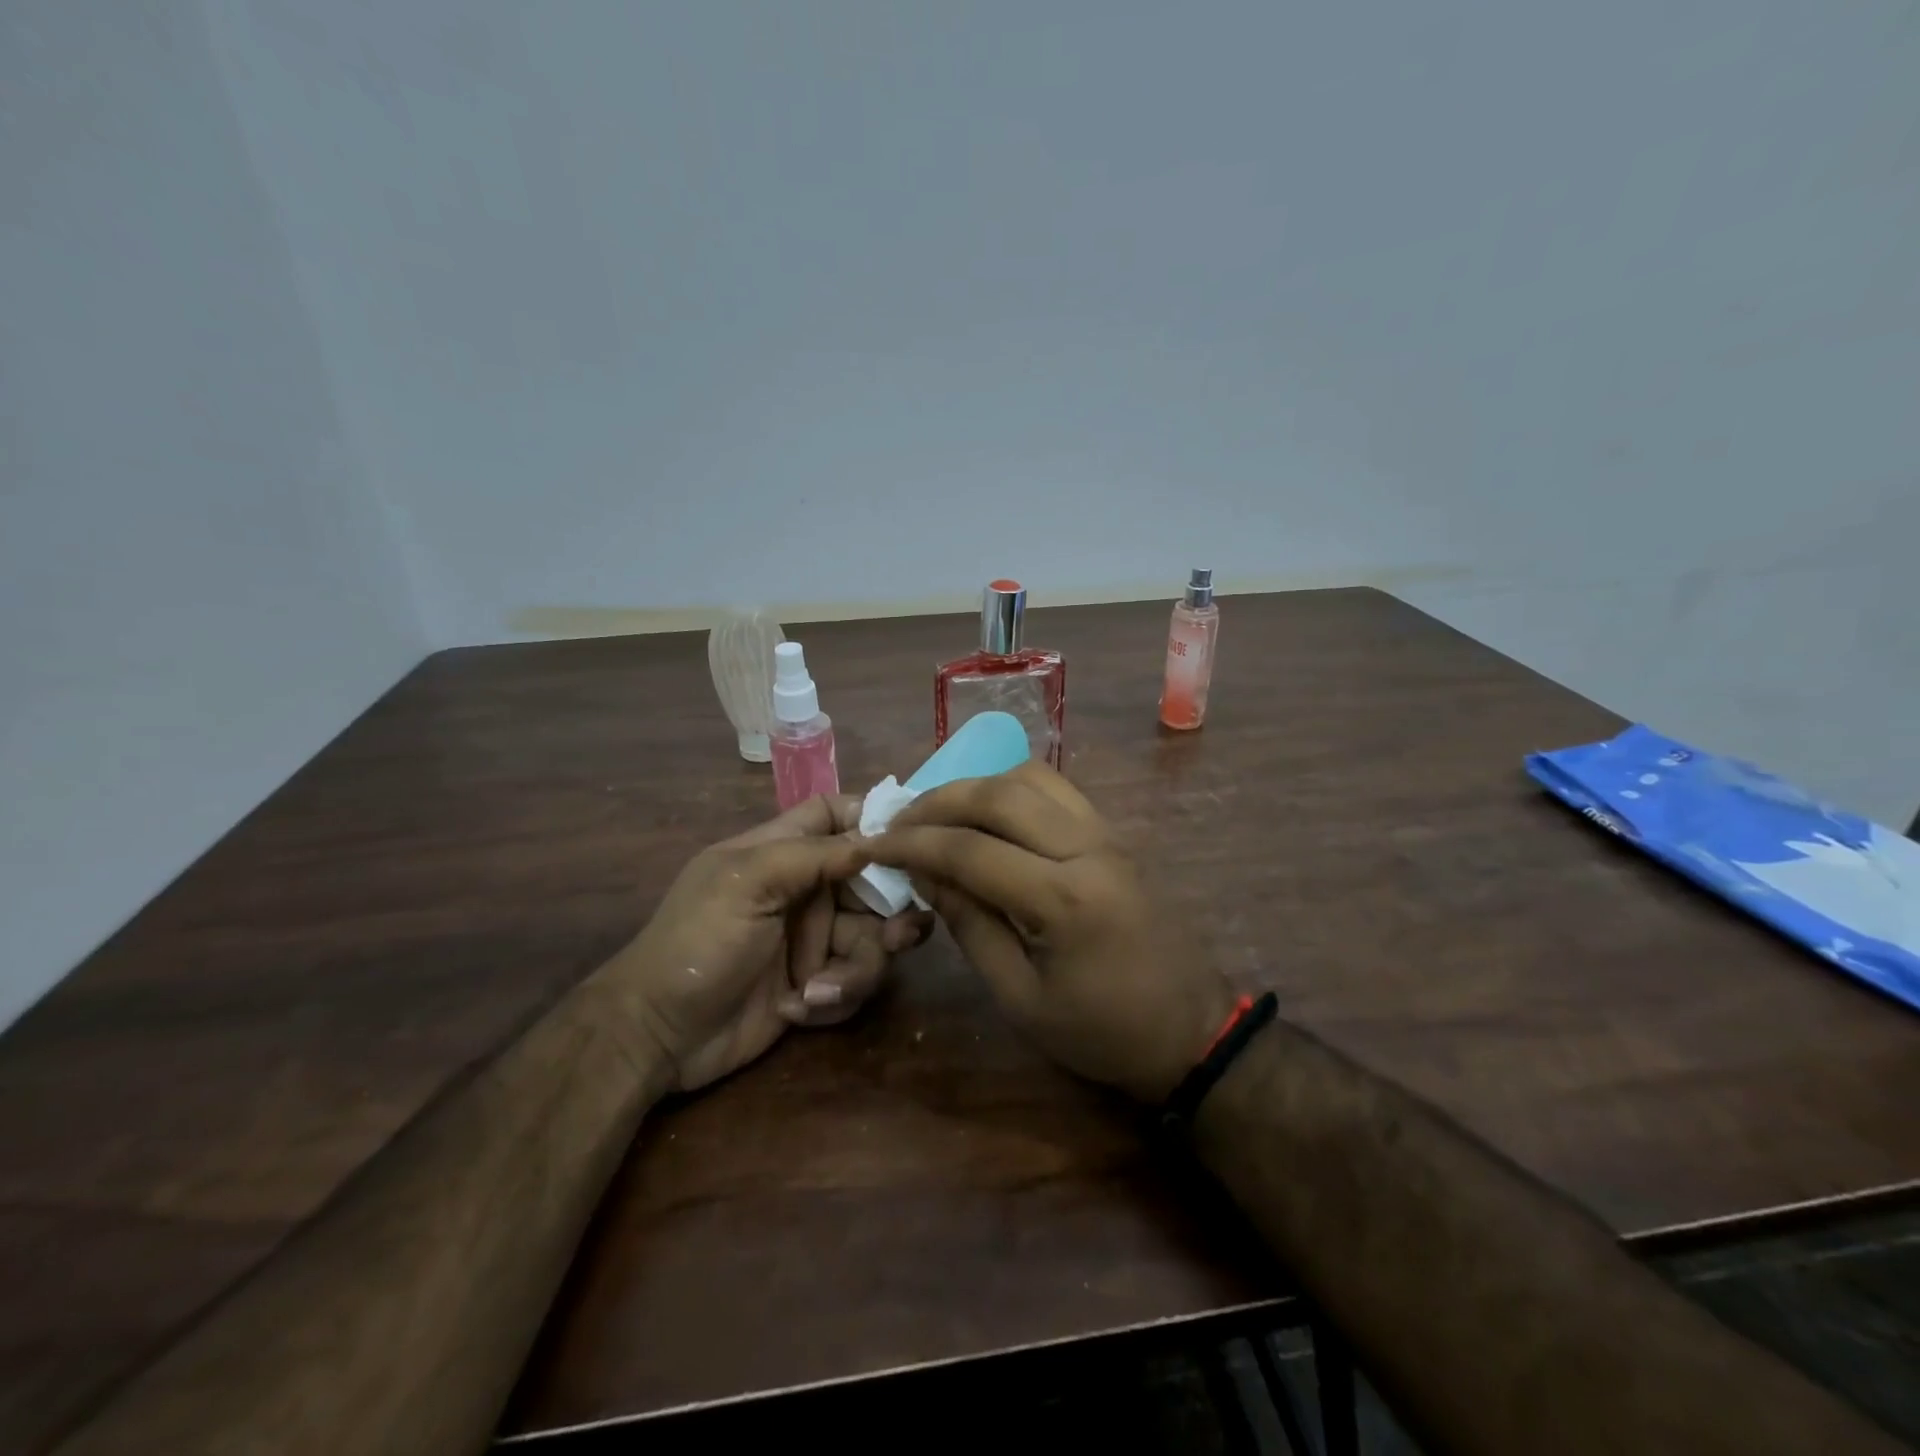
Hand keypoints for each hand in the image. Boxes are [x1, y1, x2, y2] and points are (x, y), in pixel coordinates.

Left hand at [599, 796, 931, 1092]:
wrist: (657, 1035)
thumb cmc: (698, 942)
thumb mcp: (748, 882)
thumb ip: (813, 854)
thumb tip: (876, 836)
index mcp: (783, 852)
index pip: (836, 815)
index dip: (874, 818)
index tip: (912, 837)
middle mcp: (806, 891)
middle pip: (873, 883)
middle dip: (890, 911)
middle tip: (898, 936)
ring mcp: (812, 940)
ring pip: (872, 939)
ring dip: (857, 968)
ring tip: (818, 990)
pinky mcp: (816, 984)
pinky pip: (855, 981)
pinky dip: (835, 997)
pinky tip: (799, 1008)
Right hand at [867, 764, 1239, 1101]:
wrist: (1191, 1030)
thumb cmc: (1102, 1032)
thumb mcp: (1021, 997)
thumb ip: (970, 925)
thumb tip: (924, 872)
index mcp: (1063, 898)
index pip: (970, 849)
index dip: (913, 844)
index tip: (872, 845)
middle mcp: (1088, 847)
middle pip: (1000, 793)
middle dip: (939, 801)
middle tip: (900, 822)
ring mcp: (1108, 834)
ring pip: (1031, 778)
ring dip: (977, 786)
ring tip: (941, 815)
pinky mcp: (1115, 835)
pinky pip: (1057, 790)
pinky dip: (1012, 790)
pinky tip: (989, 817)